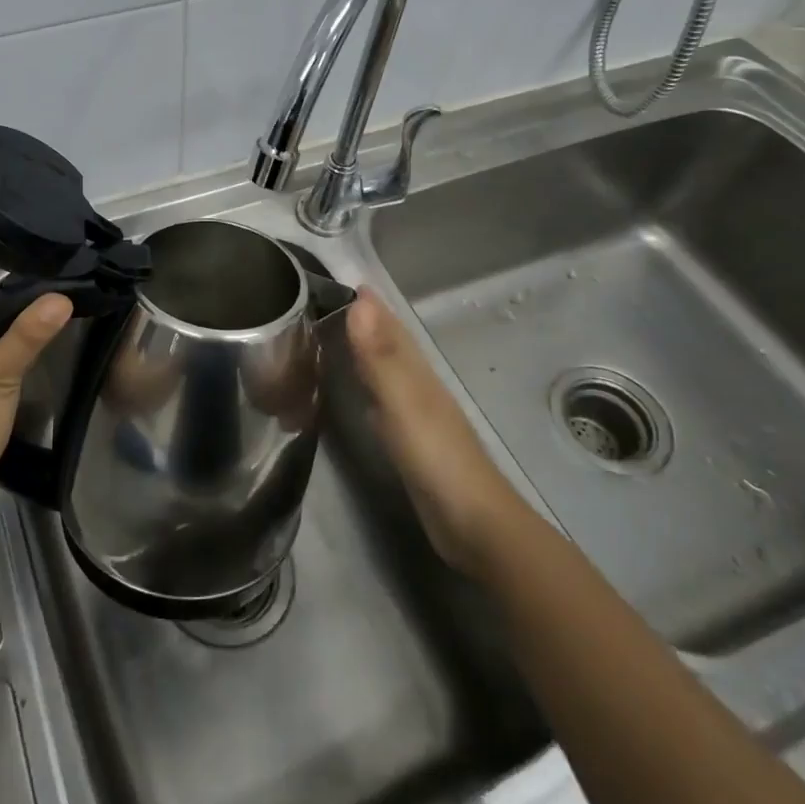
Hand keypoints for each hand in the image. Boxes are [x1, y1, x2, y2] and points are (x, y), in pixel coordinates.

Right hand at [345, 287, 516, 573]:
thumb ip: (381, 356)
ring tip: (338, 335)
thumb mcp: (403, 402)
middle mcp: (418, 387)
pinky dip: (369, 386)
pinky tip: (360, 391)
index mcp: (417, 373)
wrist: (474, 525)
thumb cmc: (437, 458)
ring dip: (367, 351)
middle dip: (367, 322)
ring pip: (387, 370)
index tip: (344, 278)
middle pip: (390, 345)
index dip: (370, 304)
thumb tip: (361, 300)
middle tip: (331, 303)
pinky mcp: (411, 443)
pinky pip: (383, 400)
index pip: (390, 327)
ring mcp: (417, 415)